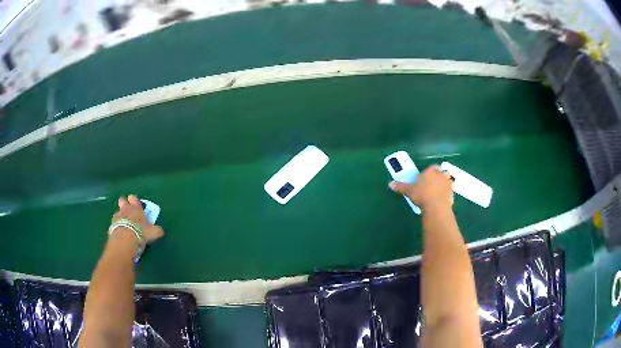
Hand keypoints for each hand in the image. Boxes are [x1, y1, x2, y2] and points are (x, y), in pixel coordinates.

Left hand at [111, 195, 164, 243]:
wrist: (125, 240)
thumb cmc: (141, 232)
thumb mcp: (153, 232)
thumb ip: (156, 230)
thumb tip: (160, 230)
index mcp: (136, 208)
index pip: (134, 198)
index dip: (134, 200)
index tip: (136, 204)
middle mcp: (126, 209)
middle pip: (122, 200)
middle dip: (124, 203)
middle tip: (128, 209)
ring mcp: (117, 216)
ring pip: (117, 211)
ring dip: (120, 215)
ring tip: (124, 222)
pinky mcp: (111, 225)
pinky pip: (114, 222)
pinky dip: (116, 224)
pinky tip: (119, 230)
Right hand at [389, 165, 453, 210]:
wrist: (436, 206)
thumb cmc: (422, 195)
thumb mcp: (409, 191)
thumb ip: (401, 186)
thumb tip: (390, 184)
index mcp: (430, 171)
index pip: (432, 167)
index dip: (430, 171)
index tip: (427, 176)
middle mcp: (440, 175)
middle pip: (441, 172)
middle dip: (438, 175)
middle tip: (433, 183)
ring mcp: (447, 183)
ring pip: (447, 179)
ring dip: (444, 182)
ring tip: (439, 189)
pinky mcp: (452, 192)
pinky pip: (450, 190)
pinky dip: (447, 192)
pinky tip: (442, 198)